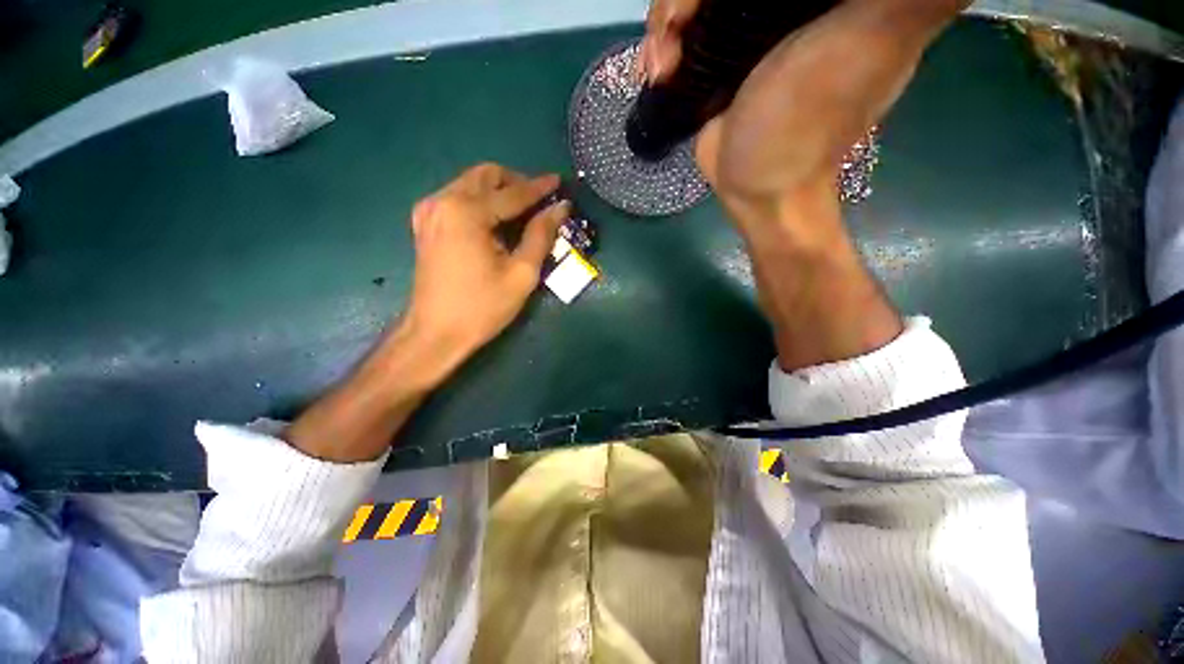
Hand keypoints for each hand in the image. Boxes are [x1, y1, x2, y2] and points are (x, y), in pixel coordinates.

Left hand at [403, 163, 569, 375]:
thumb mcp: (521, 274)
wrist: (435, 334)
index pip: (512, 192)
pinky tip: (495, 224)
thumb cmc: (482, 307)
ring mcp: (429, 211)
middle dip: (516, 183)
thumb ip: (541, 235)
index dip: (539, 188)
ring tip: (522, 215)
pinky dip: (481, 202)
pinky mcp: (425, 224)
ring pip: (470, 184)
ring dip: (498, 192)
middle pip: (486, 175)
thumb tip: (560, 208)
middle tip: (539, 203)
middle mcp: (443, 201)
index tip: (559, 181)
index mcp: (466, 212)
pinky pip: (457, 198)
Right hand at [641, 0, 966, 228]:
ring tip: (663, 67)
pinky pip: (681, 31)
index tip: (720, 0)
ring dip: (667, 20)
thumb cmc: (805, 126)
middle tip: (678, 29)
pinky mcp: (716, 58)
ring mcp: (745, 27)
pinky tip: (657, 72)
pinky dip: (662, 46)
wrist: (756, 189)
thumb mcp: (872, 41)